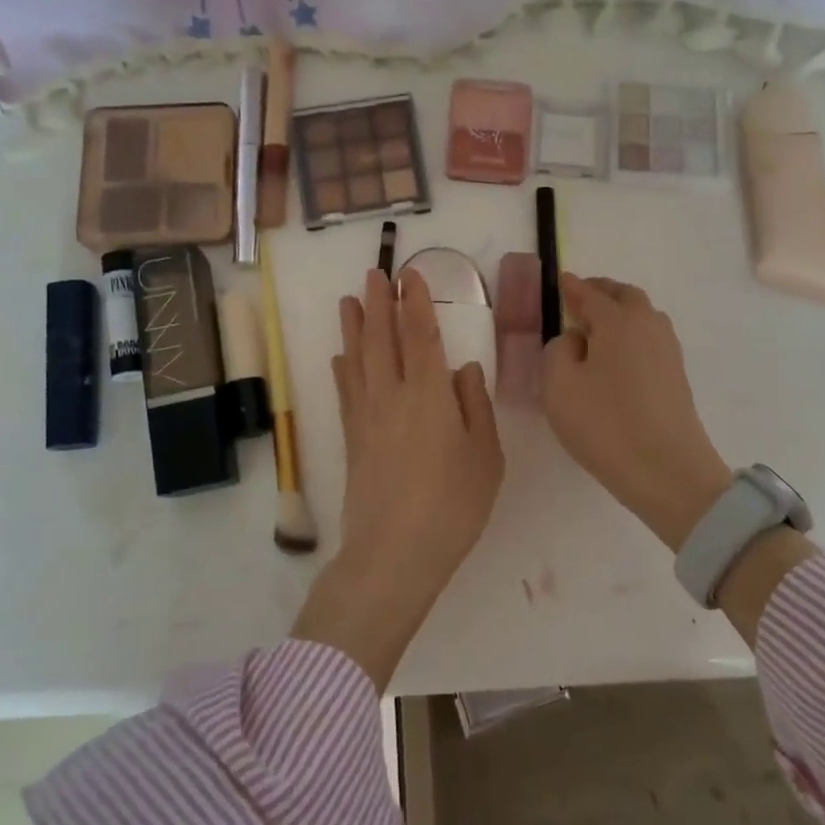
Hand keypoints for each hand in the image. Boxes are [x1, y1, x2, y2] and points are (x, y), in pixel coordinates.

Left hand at [291, 268, 503, 689]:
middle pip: (380, 338)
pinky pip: (345, 392)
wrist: (395, 551)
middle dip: (378, 302)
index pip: (419, 335)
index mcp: (429, 393)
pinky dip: (342, 369)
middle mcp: (392, 394)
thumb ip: (475, 405)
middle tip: (374, 273)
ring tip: (349, 300)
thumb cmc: (453, 503)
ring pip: (356, 359)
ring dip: (353, 326)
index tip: (409, 276)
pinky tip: (339, 358)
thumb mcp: (485, 455)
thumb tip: (465, 370)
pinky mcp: (351, 438)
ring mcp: (366, 416)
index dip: (414, 303)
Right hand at [541, 274, 734, 550]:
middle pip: (623, 296)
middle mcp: (647, 324)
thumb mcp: (559, 387)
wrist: (668, 472)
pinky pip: (649, 338)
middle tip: (578, 301)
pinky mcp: (676, 374)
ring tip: (595, 329)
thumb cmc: (606, 425)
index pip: (589, 293)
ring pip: (642, 315)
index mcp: (617, 320)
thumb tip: (575, 339)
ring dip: (619, 312)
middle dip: (600, 292)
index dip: (570, 287)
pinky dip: (631, 334)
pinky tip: (617, 356)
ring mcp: (667, 349)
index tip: (558, 281)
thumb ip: (558, 351)